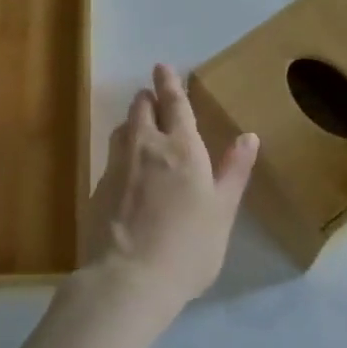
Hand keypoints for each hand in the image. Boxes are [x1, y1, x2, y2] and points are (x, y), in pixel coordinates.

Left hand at [68, 64, 258, 337]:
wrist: (128, 280)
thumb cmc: (188, 247)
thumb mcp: (222, 211)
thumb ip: (234, 172)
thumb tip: (249, 137)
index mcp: (182, 148)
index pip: (175, 105)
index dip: (169, 84)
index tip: (162, 67)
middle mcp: (146, 148)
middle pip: (142, 110)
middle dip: (148, 98)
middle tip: (151, 95)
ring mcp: (117, 167)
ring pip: (122, 130)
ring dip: (132, 122)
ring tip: (139, 126)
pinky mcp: (98, 189)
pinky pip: (111, 157)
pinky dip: (121, 152)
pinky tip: (126, 170)